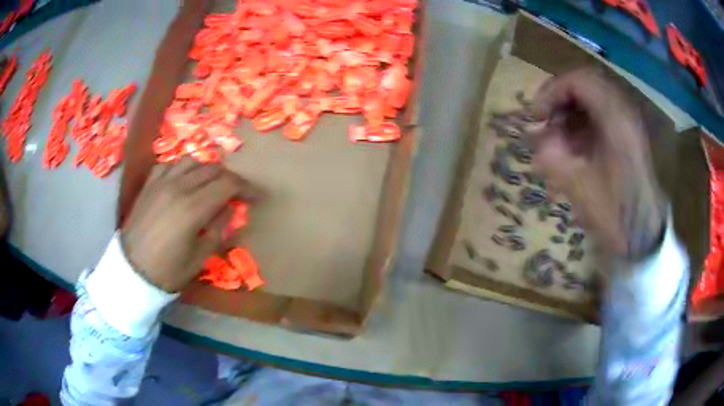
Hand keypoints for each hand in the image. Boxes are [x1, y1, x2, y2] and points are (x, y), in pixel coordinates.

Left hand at [120, 158, 259, 291]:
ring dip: (207, 170)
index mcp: (193, 208)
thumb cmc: (167, 271)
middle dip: (230, 179)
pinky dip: (182, 168)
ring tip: (210, 184)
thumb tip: (230, 208)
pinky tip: (183, 181)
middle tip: (236, 194)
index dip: (247, 188)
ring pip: (191, 161)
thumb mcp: (200, 258)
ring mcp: (161, 183)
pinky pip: (169, 164)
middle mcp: (178, 187)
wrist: (132, 271)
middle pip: (212, 169)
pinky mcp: (149, 185)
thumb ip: (219, 230)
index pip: (228, 184)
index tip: (256, 197)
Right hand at [529, 69, 665, 257]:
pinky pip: (599, 113)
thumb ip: (555, 159)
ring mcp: (626, 122)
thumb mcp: (582, 190)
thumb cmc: (617, 215)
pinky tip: (573, 145)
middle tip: (543, 121)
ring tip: (556, 137)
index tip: (536, 116)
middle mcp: (623, 112)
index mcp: (616, 121)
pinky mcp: (626, 134)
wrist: (644, 234)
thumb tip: (535, 139)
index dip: (551, 91)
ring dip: (569, 111)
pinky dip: (581, 122)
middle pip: (584, 84)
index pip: (578, 81)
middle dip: (558, 99)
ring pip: (591, 98)